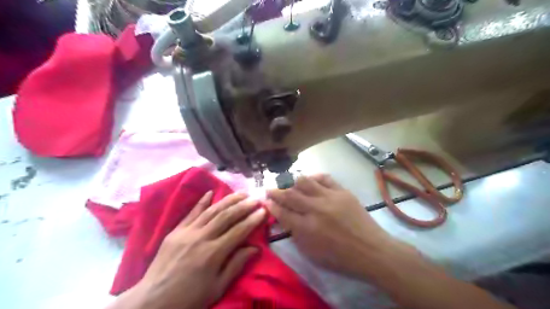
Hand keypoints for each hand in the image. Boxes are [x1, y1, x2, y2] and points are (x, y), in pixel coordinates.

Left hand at [129, 190, 265, 308]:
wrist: (153, 301)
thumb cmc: (189, 297)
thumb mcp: (217, 287)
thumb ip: (236, 265)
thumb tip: (255, 248)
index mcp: (213, 253)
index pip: (238, 231)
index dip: (252, 220)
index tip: (263, 211)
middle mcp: (201, 238)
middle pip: (226, 216)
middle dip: (243, 206)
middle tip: (256, 199)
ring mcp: (187, 232)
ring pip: (212, 211)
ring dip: (228, 200)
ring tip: (241, 193)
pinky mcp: (176, 231)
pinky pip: (191, 213)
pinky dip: (202, 202)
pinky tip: (211, 192)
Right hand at [267, 174, 401, 277]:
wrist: (371, 250)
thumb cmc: (340, 258)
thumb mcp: (312, 253)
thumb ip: (295, 234)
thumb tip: (284, 218)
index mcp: (307, 228)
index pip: (282, 212)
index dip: (272, 206)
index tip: (266, 201)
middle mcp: (315, 209)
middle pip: (290, 195)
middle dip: (276, 191)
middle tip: (270, 189)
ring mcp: (330, 198)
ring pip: (305, 182)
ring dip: (293, 182)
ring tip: (288, 184)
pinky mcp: (342, 191)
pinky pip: (325, 178)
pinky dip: (314, 177)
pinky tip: (310, 180)